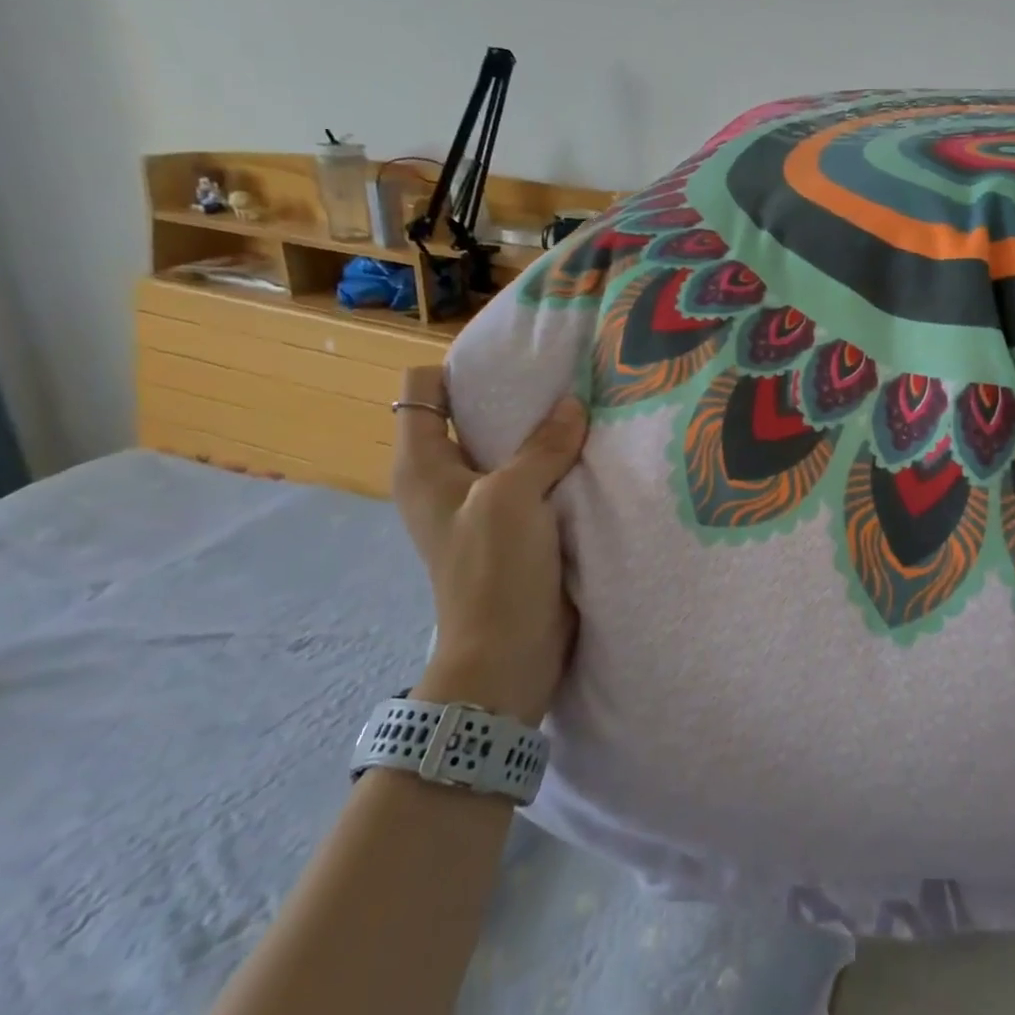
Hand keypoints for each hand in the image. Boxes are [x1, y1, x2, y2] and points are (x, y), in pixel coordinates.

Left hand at [391, 366, 588, 723]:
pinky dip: (557, 465)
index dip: (460, 367)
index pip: (423, 390)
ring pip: (509, 448)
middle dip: (514, 396)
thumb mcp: (513, 498)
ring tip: (586, 410)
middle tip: (564, 377)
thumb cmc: (493, 571)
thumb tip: (573, 404)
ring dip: (542, 433)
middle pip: (472, 415)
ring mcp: (482, 505)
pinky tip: (592, 453)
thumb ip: (542, 446)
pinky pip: (535, 479)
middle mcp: (446, 479)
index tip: (514, 359)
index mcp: (424, 465)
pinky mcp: (515, 529)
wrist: (508, 655)